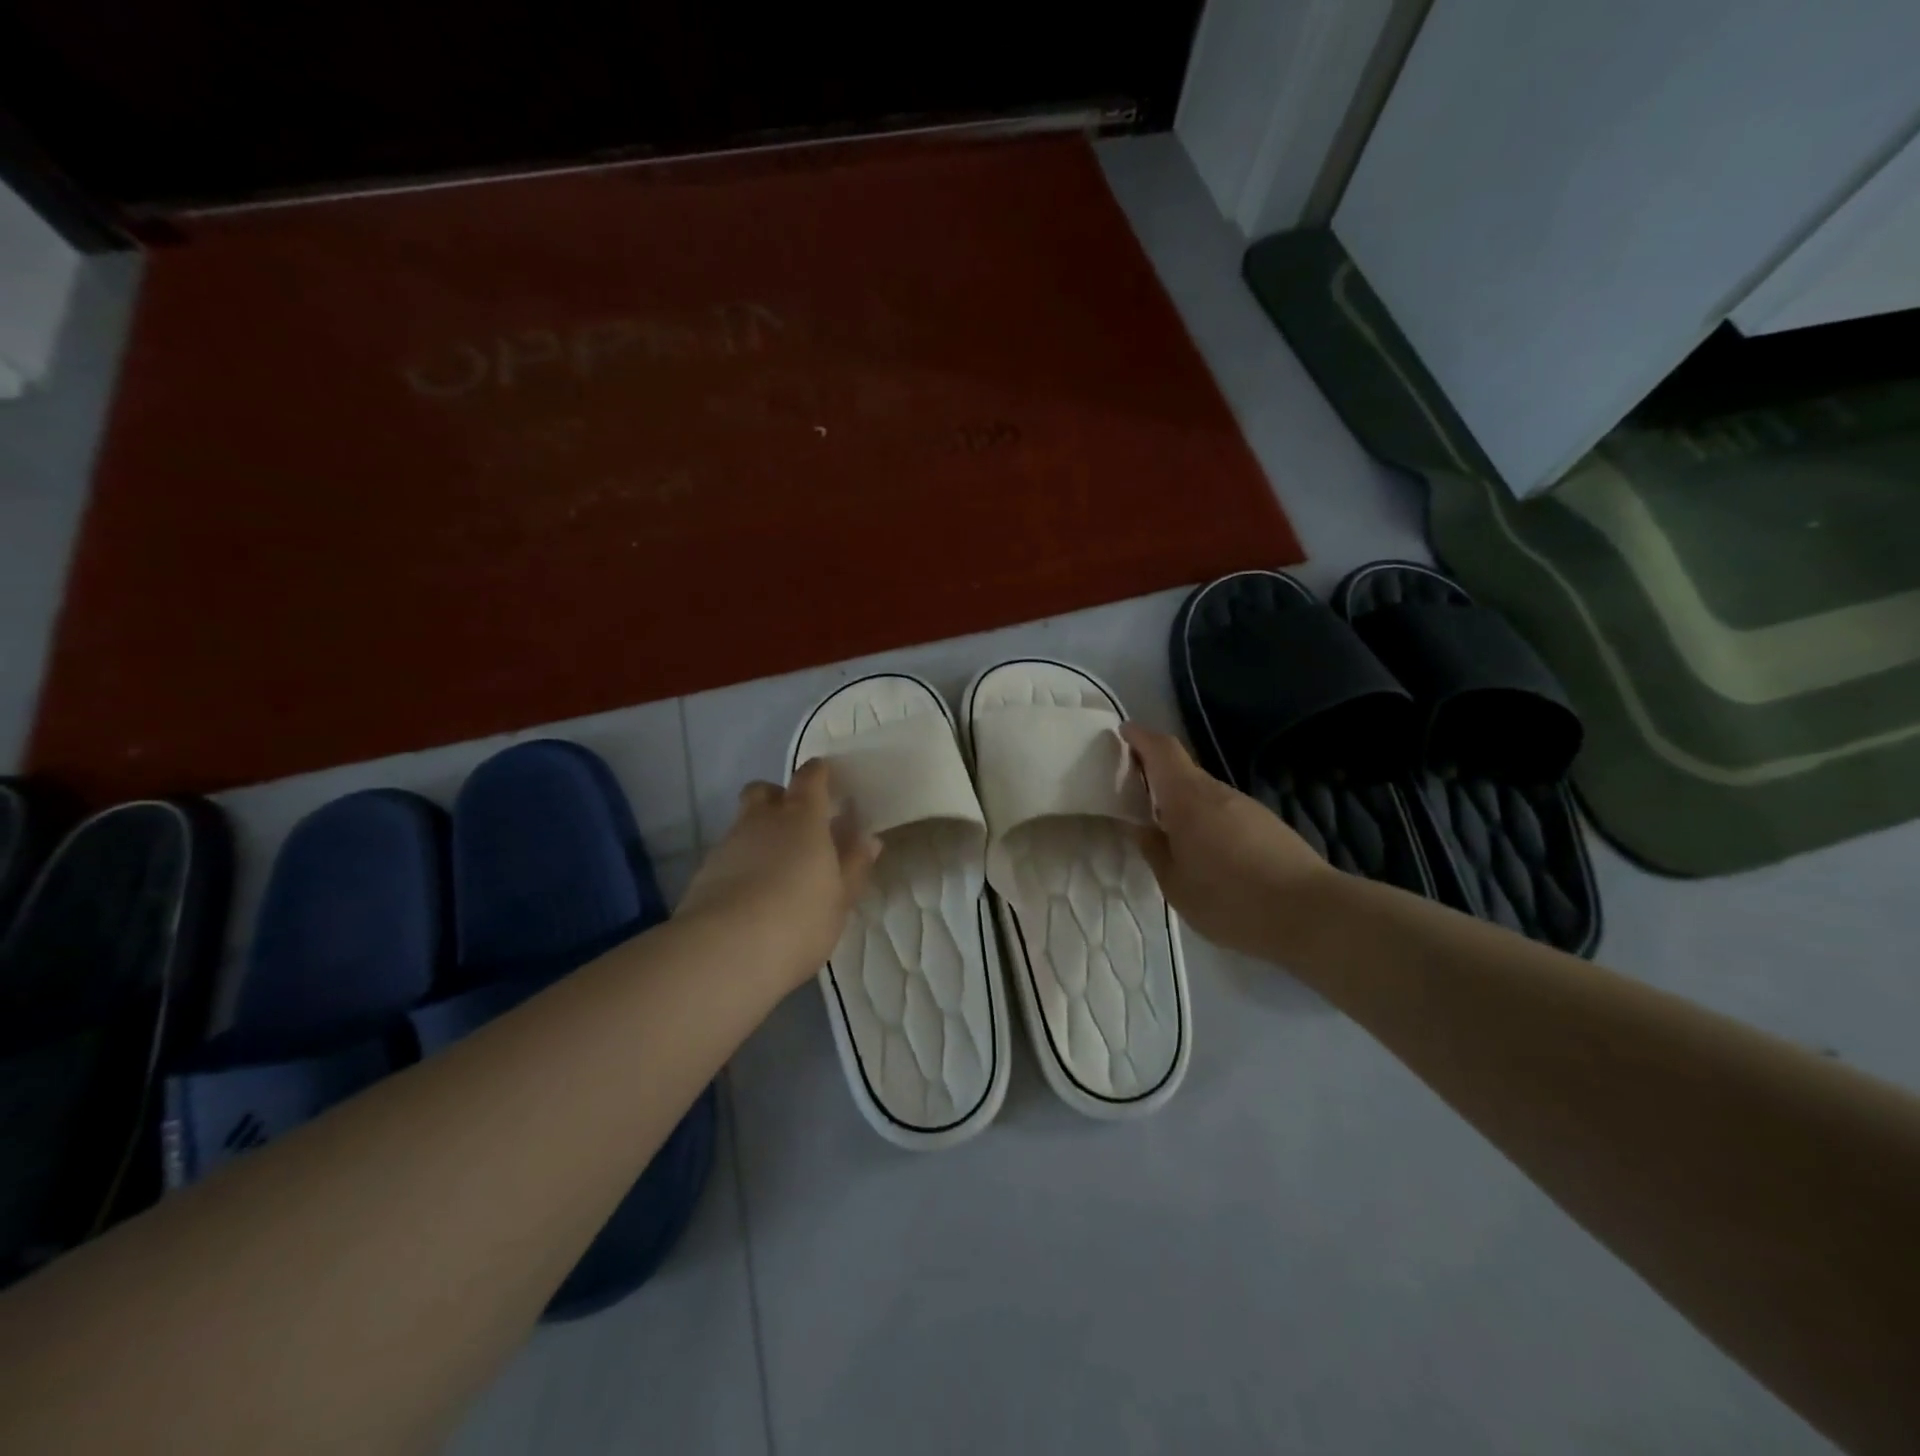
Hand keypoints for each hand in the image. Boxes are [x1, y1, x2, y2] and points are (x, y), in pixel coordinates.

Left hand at [678, 760, 880, 992]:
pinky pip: (728, 854)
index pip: (810, 777)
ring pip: (743, 823)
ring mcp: (729, 844)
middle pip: (764, 791)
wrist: (727, 951)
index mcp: (803, 818)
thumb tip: (868, 839)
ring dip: (758, 834)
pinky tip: (750, 893)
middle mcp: (763, 820)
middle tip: (796, 824)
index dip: (818, 774)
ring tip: (774, 868)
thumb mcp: (840, 897)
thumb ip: (853, 864)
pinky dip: (740, 863)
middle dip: (778, 797)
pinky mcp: (704, 872)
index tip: (827, 780)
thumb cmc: (800, 919)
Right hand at [1121, 723, 1331, 958]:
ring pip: (1205, 793)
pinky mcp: (1268, 825)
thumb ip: (1155, 850)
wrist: (1310, 913)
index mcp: (1188, 799)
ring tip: (1168, 830)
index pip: (1163, 750)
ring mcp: (1247, 807)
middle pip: (1183, 770)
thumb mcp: (1176, 884)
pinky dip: (1206, 819)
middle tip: (1135, 792)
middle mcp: (1218, 792)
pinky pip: (1225, 812)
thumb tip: (1142, 827)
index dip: (1142, 737)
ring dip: (1183, 801)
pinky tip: (1206, 852)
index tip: (1124, 733)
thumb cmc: (1229, 899)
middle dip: (1157, 773)